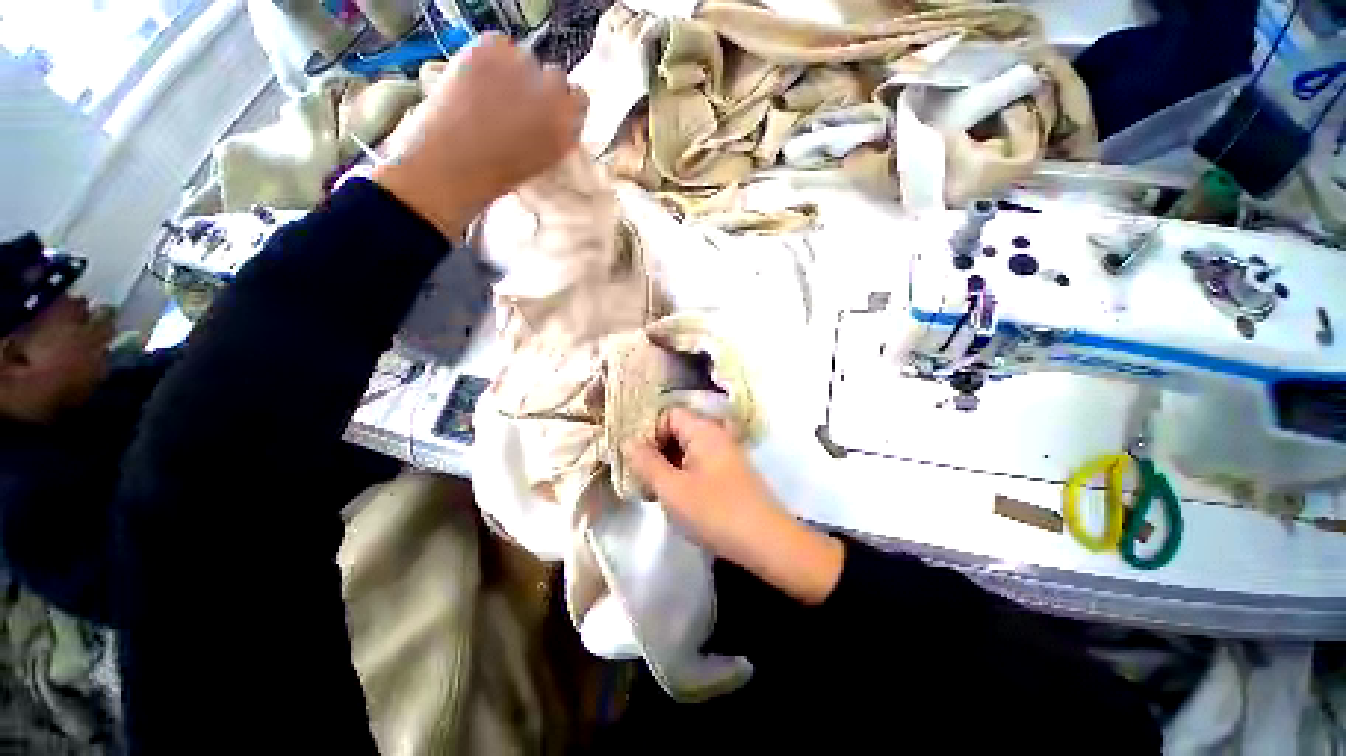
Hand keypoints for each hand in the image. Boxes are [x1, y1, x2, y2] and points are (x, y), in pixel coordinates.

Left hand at [373, 33, 587, 239]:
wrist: (453, 165)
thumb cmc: (495, 175)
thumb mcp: (540, 162)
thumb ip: (553, 135)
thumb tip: (550, 116)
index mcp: (566, 128)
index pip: (579, 98)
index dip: (562, 101)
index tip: (547, 107)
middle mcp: (552, 96)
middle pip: (555, 74)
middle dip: (539, 84)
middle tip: (516, 100)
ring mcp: (521, 68)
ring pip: (524, 56)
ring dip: (512, 69)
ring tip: (490, 91)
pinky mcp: (491, 50)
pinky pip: (495, 41)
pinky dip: (486, 55)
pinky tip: (474, 78)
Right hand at [625, 407, 844, 605]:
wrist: (767, 542)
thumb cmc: (715, 512)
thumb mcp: (672, 489)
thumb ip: (646, 462)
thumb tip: (628, 441)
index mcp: (703, 430)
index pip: (668, 414)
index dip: (650, 432)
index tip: (639, 460)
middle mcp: (716, 434)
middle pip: (677, 430)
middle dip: (657, 451)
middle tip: (644, 479)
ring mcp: (725, 453)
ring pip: (687, 448)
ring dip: (669, 465)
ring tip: (657, 492)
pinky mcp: (730, 471)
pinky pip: (700, 462)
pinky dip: (684, 474)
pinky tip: (678, 498)